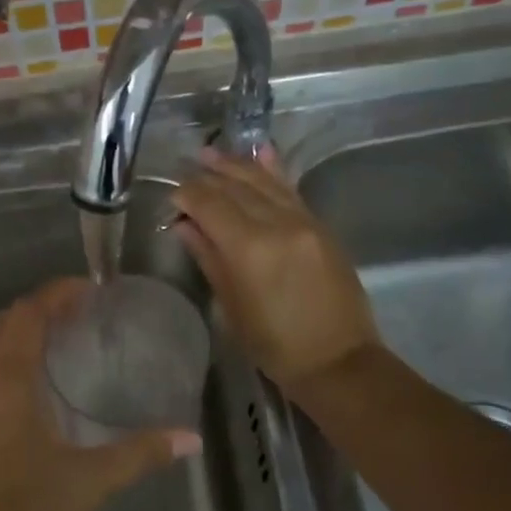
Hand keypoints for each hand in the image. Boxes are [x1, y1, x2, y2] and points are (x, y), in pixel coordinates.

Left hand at [0, 279, 200, 510]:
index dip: (58, 293)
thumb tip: (191, 439)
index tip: (92, 289)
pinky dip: (6, 364)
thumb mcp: (86, 485)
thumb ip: (139, 454)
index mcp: (2, 383)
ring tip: (63, 346)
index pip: (28, 314)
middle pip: (4, 324)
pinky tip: (33, 391)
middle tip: (84, 316)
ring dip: (20, 337)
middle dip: (41, 311)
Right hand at [170, 145, 380, 392]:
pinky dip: (273, 170)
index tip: (172, 195)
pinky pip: (291, 189)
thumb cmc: (274, 344)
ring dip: (236, 166)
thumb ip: (209, 258)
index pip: (210, 204)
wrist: (338, 359)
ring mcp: (303, 221)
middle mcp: (277, 224)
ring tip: (212, 154)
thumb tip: (185, 226)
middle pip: (236, 187)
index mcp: (249, 247)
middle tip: (186, 168)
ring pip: (264, 182)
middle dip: (208, 176)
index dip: (188, 195)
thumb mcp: (232, 306)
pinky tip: (261, 151)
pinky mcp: (320, 226)